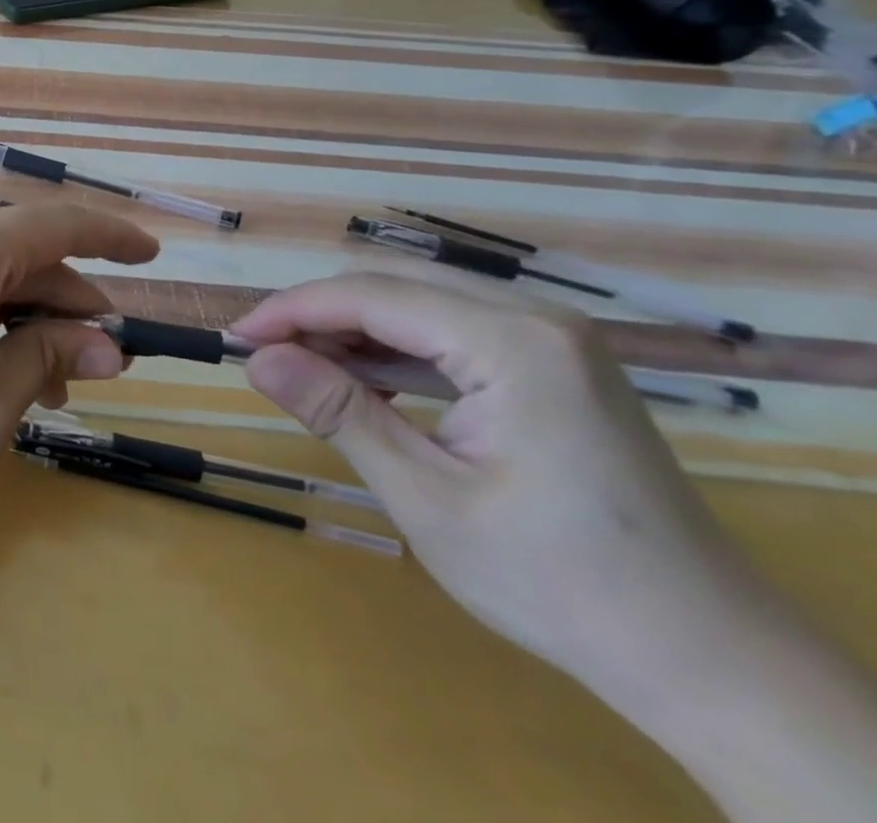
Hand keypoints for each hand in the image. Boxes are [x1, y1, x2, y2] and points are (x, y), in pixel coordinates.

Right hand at [232, 273, 766, 701]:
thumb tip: (255, 358)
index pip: (372, 296)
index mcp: (514, 343)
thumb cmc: (560, 583)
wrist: (711, 662)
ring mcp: (552, 339)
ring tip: (300, 368)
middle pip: (394, 286)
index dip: (292, 309)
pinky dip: (395, 350)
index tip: (236, 337)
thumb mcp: (427, 498)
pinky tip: (363, 382)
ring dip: (353, 330)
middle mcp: (537, 319)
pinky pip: (452, 331)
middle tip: (263, 355)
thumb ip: (336, 412)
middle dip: (318, 314)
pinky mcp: (554, 364)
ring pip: (420, 303)